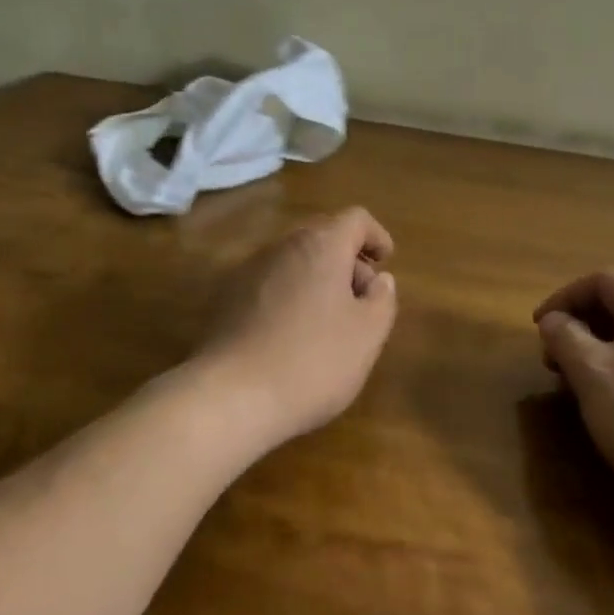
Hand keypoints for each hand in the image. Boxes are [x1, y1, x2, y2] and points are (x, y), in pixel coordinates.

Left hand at [193, 207, 397, 446]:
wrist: (231, 395)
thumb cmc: (313, 361)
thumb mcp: (367, 335)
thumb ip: (382, 299)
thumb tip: (380, 280)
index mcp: (321, 245)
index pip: (355, 219)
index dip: (376, 236)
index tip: (386, 262)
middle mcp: (283, 245)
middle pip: (323, 236)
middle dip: (347, 259)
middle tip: (361, 297)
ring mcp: (250, 269)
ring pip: (294, 259)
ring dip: (317, 278)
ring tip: (328, 320)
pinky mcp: (227, 296)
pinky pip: (270, 282)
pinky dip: (289, 294)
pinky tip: (292, 333)